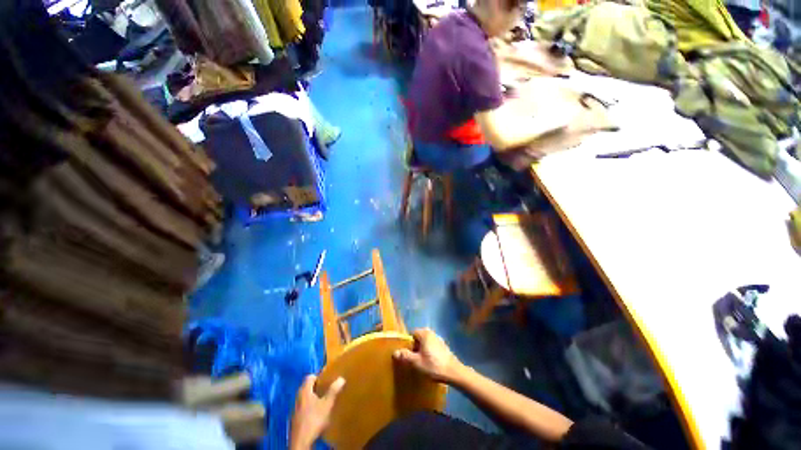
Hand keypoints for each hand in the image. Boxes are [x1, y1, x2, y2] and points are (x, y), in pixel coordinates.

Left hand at [290, 375, 345, 449]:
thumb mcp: (327, 404)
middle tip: (327, 389)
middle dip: (317, 387)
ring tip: (323, 401)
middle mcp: (298, 397)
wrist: (301, 441)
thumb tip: (341, 378)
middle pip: (307, 387)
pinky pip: (303, 407)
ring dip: (313, 398)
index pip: (310, 377)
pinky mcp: (295, 418)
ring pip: (305, 398)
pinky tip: (316, 413)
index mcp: (304, 391)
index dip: (318, 376)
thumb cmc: (314, 419)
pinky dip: (310, 407)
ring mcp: (295, 408)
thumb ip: (333, 391)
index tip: (327, 379)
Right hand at [393, 328, 462, 383]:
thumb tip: (395, 352)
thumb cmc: (433, 365)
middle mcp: (432, 333)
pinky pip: (432, 347)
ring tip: (422, 363)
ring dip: (423, 351)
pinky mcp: (444, 347)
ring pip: (426, 343)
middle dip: (415, 348)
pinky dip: (430, 353)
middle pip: (419, 338)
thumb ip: (405, 356)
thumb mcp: (416, 362)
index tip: (409, 355)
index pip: (412, 334)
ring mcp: (439, 339)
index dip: (409, 344)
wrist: (453, 372)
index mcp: (424, 333)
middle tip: (415, 360)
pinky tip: (431, 364)